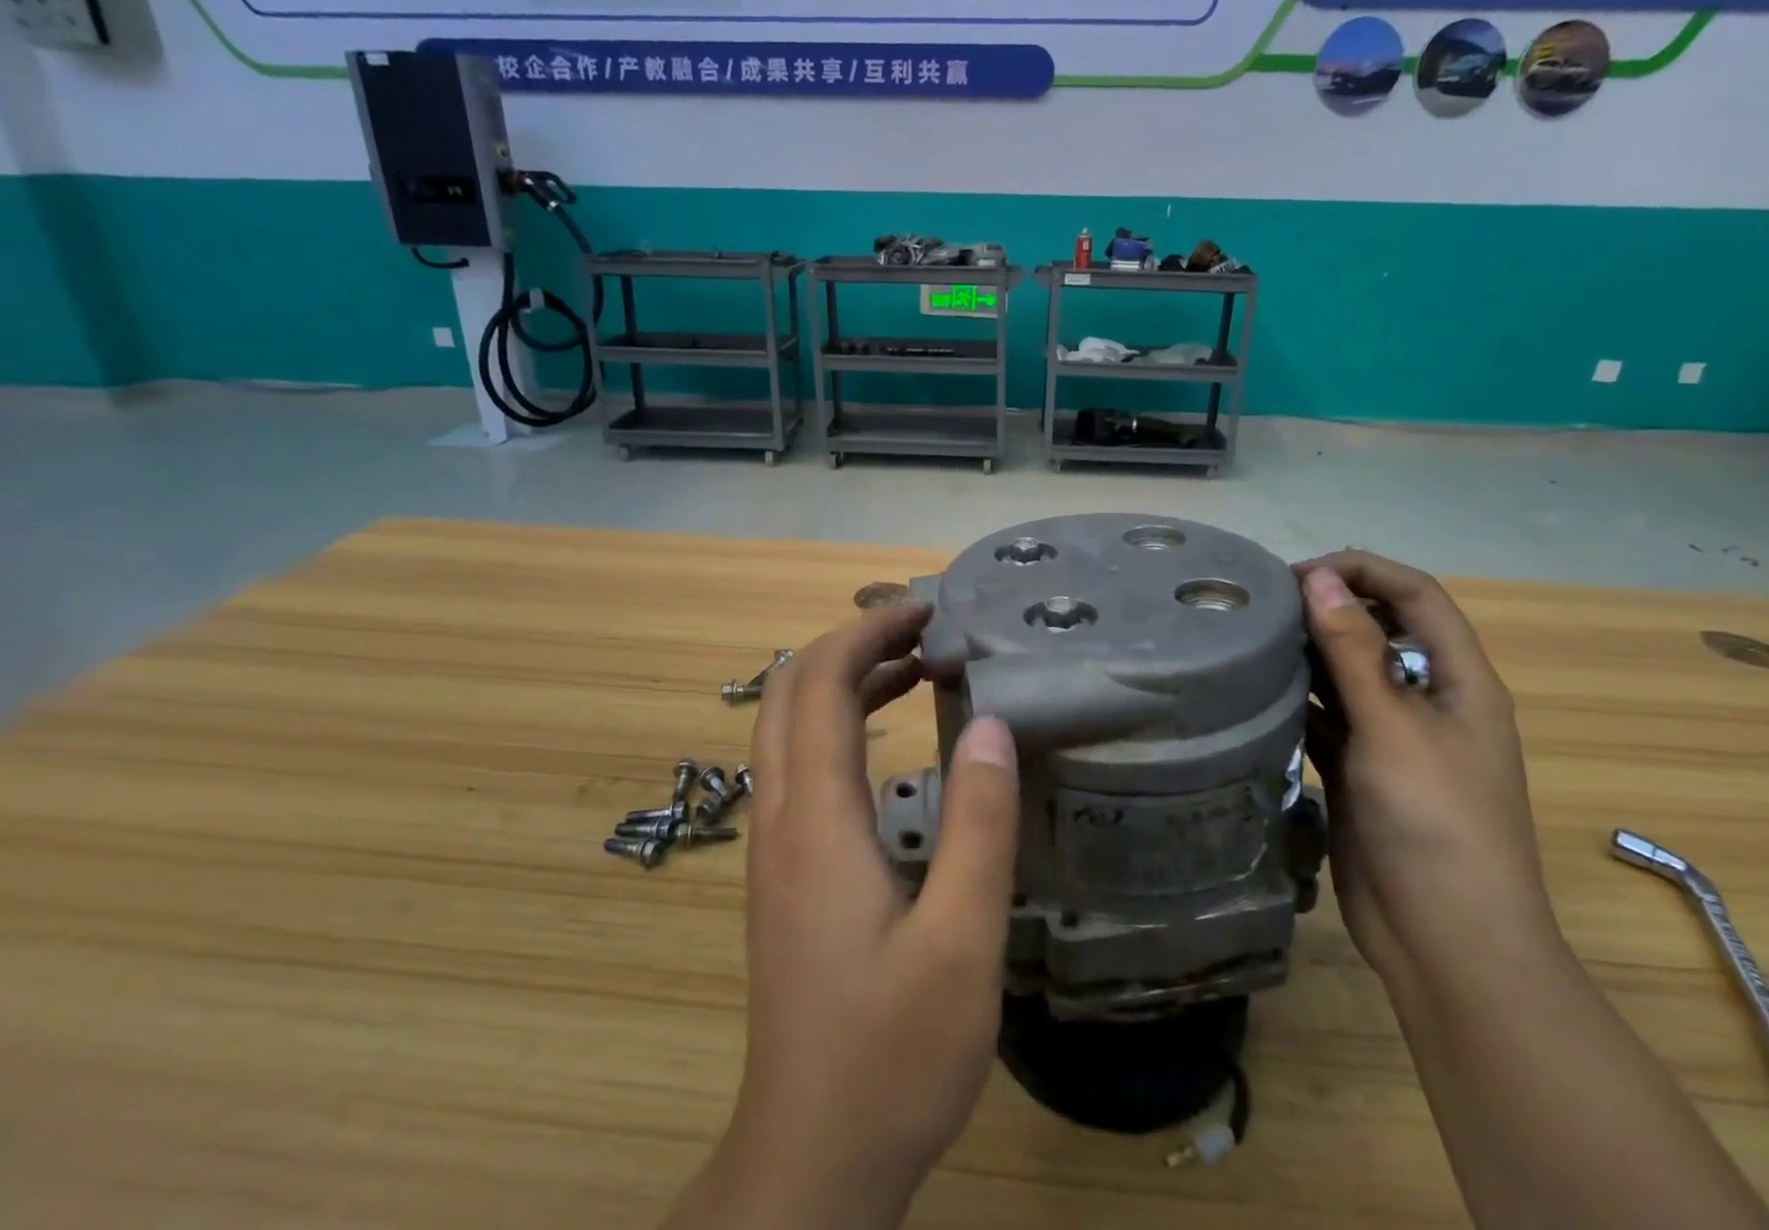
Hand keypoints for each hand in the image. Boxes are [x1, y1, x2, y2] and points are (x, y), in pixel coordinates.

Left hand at [661, 604, 1020, 1229]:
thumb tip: (993, 724)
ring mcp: (774, 846)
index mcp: (815, 818)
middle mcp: (780, 817)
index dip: (867, 631)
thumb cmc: (891, 1053)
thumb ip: (978, 825)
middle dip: (852, 643)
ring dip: (847, 682)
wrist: (810, 1158)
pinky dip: (842, 725)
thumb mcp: (960, 941)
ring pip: (793, 728)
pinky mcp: (785, 873)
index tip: (927, 609)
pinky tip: (891, 741)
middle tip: (924, 629)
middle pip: (792, 692)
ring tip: (918, 667)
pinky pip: (801, 766)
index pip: (820, 684)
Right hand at [1295, 552, 1561, 998]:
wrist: (1445, 941)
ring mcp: (1391, 737)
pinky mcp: (1358, 768)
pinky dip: (1295, 699)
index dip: (1364, 571)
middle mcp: (1427, 700)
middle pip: (1379, 629)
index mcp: (1459, 681)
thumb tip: (1320, 577)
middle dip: (1328, 607)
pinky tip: (1255, 691)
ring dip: (1306, 653)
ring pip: (1346, 673)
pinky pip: (1324, 716)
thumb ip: (1353, 649)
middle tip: (1262, 605)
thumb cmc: (1435, 823)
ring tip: (1250, 639)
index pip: (1416, 595)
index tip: (1298, 575)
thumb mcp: (1393, 727)